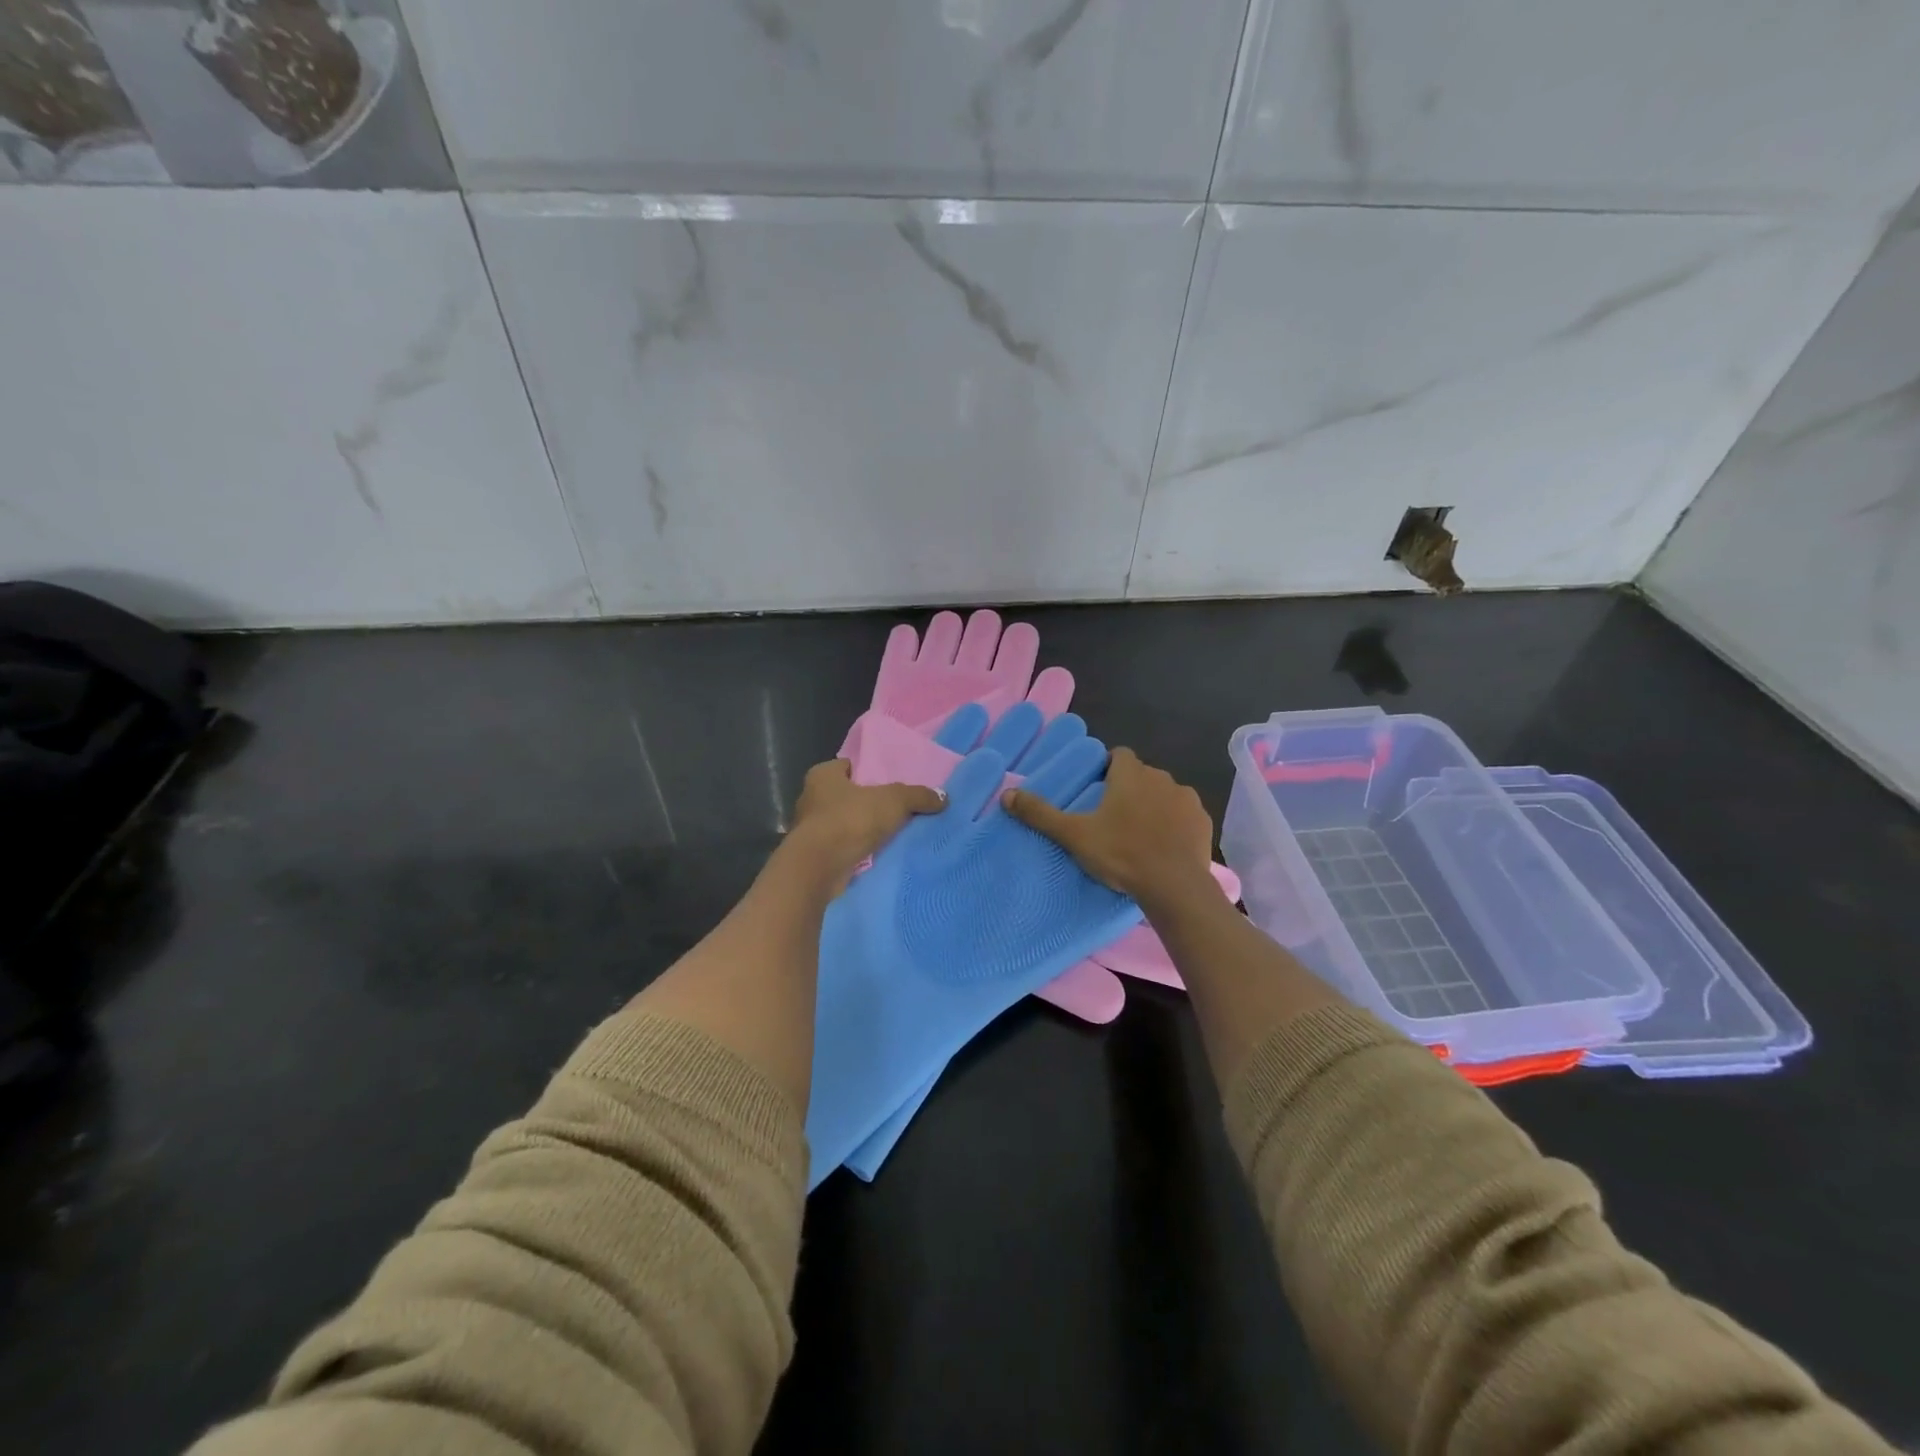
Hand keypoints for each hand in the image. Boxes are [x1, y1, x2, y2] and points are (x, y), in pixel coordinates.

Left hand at [786, 758, 945, 891]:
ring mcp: (809, 829)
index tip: (888, 781)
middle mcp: (811, 798)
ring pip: (842, 823)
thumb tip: (944, 797)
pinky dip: (855, 850)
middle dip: (866, 802)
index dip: (867, 772)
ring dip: (861, 829)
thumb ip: (918, 796)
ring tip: (890, 834)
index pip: (847, 766)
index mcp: (822, 775)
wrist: (819, 867)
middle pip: (846, 795)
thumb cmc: (850, 820)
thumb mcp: (893, 801)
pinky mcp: (813, 856)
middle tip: (895, 808)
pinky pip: (841, 847)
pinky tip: (876, 855)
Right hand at [1002, 747, 1214, 905]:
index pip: (1118, 755)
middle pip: (1141, 775)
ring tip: (1139, 835)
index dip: (1107, 769)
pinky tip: (1164, 847)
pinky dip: (1174, 825)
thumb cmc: (1121, 853)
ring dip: (1153, 806)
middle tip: (1112, 819)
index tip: (1097, 792)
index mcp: (1131, 774)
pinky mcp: (1202, 822)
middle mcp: (1162, 777)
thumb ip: (1040, 813)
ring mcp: (1186, 799)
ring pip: (1164, 794)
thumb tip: (1006, 795)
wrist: (1174, 886)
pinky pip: (1184, 815)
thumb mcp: (1074, 835)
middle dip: (1129, 790)